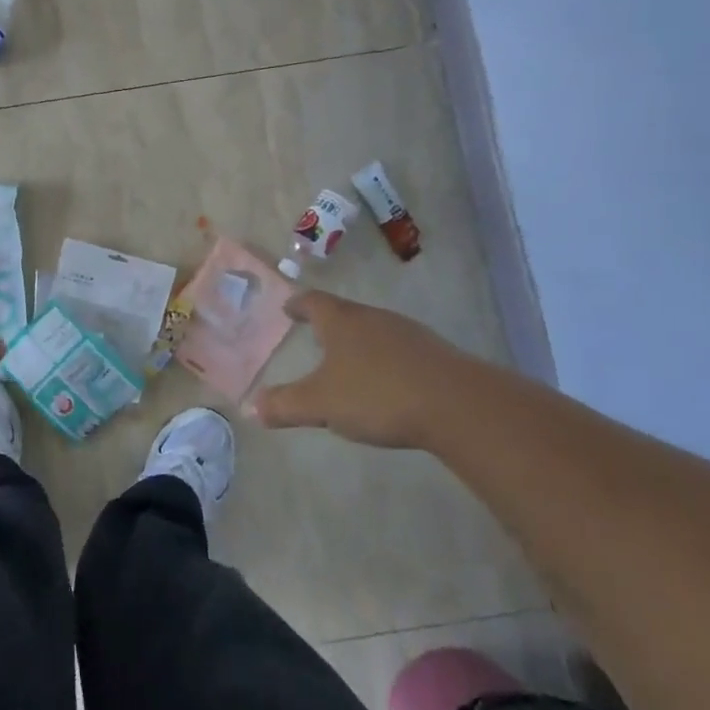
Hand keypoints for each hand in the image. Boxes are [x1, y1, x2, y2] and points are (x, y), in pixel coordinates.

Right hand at [251, 291, 467, 448]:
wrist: (458, 405)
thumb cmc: (377, 394)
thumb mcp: (322, 404)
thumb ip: (286, 405)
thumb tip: (252, 408)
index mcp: (342, 321)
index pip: (314, 302)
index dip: (298, 304)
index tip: (288, 308)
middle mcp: (374, 318)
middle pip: (345, 313)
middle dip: (328, 324)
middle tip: (314, 335)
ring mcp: (408, 334)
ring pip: (374, 331)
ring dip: (358, 342)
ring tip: (347, 362)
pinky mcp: (434, 354)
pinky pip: (399, 350)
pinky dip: (384, 360)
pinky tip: (385, 383)